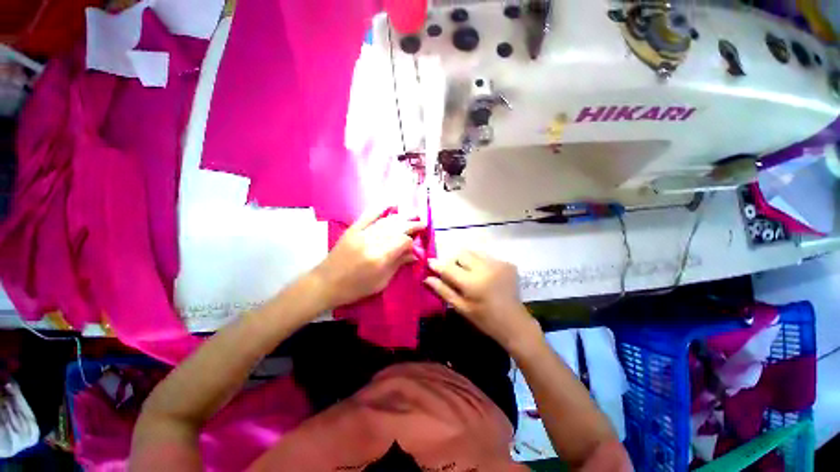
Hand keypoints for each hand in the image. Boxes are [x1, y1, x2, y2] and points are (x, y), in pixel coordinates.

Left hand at [312, 208, 425, 308]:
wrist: (325, 283)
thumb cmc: (355, 288)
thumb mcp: (381, 282)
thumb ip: (398, 265)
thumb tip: (414, 254)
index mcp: (379, 257)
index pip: (402, 241)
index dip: (411, 243)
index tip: (415, 248)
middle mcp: (371, 242)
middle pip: (396, 228)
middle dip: (411, 225)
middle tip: (422, 223)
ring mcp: (361, 233)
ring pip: (386, 221)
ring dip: (401, 217)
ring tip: (413, 215)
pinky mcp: (353, 229)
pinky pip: (368, 215)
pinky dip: (380, 208)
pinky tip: (390, 204)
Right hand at [425, 251, 539, 350]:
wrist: (515, 323)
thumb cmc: (485, 319)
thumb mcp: (461, 307)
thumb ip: (443, 291)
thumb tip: (427, 278)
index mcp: (472, 283)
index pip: (448, 267)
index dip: (437, 264)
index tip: (430, 263)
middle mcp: (485, 268)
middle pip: (461, 254)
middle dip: (454, 261)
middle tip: (455, 273)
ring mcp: (498, 264)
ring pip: (474, 253)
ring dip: (468, 261)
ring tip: (471, 275)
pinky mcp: (507, 263)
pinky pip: (487, 257)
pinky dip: (481, 263)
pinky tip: (485, 276)